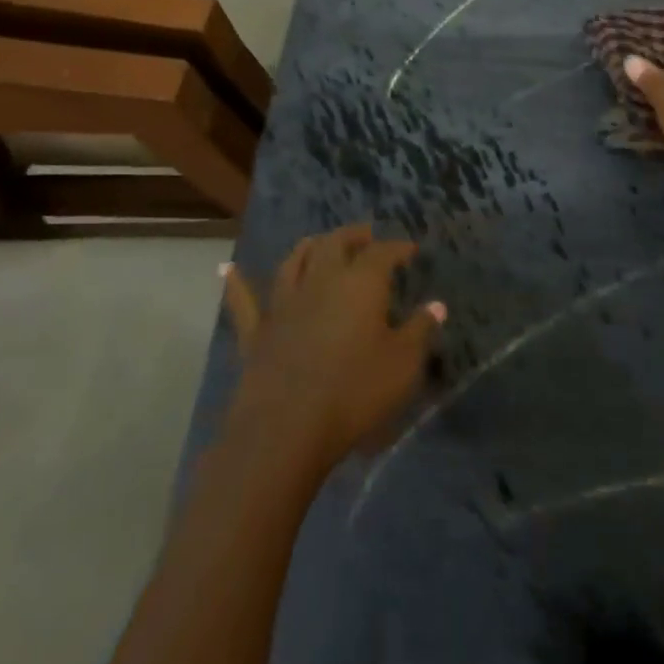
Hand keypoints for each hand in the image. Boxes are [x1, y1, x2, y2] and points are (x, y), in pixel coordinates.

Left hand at [220, 225, 445, 475]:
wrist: (287, 427)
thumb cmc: (355, 392)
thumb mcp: (403, 365)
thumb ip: (420, 331)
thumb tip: (437, 305)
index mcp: (361, 283)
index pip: (383, 253)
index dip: (398, 248)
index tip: (410, 250)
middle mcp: (321, 280)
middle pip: (336, 244)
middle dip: (354, 236)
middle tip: (366, 236)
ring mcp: (284, 303)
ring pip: (295, 260)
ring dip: (309, 247)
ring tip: (319, 242)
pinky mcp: (256, 330)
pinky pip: (243, 300)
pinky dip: (235, 282)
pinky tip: (226, 269)